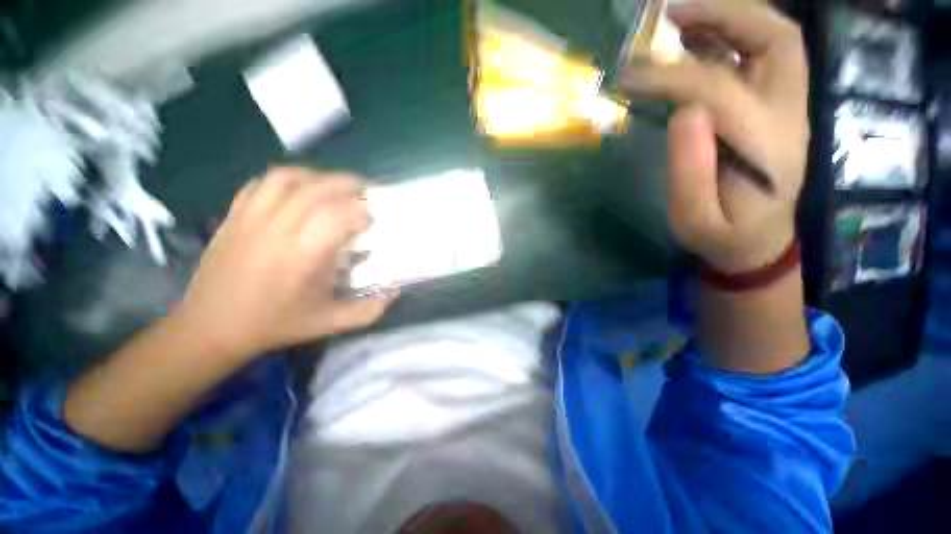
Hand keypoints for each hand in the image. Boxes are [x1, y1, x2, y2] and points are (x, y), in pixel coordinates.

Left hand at [176, 168, 393, 359]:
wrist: (211, 327)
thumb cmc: (276, 324)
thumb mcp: (330, 322)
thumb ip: (370, 309)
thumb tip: (395, 290)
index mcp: (304, 256)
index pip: (339, 215)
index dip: (362, 211)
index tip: (373, 219)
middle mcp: (278, 229)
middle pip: (317, 189)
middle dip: (348, 184)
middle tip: (367, 191)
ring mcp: (252, 218)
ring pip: (289, 178)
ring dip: (319, 176)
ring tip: (336, 185)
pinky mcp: (235, 215)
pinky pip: (262, 183)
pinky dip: (287, 178)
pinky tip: (301, 187)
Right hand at [620, 0, 807, 272]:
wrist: (757, 242)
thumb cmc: (722, 237)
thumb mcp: (694, 222)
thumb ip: (689, 174)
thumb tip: (682, 111)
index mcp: (765, 148)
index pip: (719, 90)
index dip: (670, 76)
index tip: (628, 76)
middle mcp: (788, 115)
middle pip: (776, 40)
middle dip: (724, 15)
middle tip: (671, 14)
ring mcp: (787, 107)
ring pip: (774, 39)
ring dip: (729, 17)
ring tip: (680, 17)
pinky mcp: (776, 107)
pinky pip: (763, 55)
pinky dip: (731, 36)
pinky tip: (697, 40)